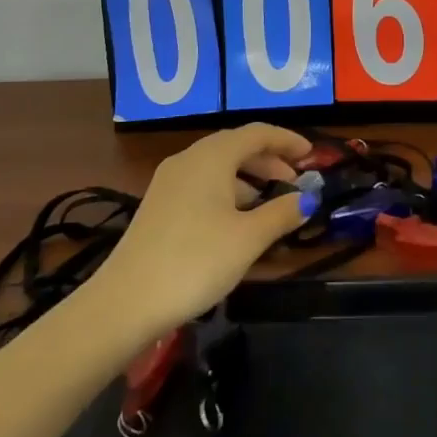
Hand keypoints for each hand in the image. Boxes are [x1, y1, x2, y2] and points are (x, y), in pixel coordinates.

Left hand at [89, 124, 316, 340]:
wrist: (125, 303)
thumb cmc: (195, 261)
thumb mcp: (248, 238)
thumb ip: (281, 213)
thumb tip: (308, 199)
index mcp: (212, 157)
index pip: (257, 133)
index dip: (287, 140)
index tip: (312, 155)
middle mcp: (189, 159)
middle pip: (237, 147)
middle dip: (269, 160)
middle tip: (294, 181)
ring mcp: (169, 182)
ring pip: (218, 167)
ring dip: (248, 178)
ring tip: (269, 205)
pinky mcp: (158, 206)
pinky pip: (202, 184)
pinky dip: (227, 192)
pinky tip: (236, 222)